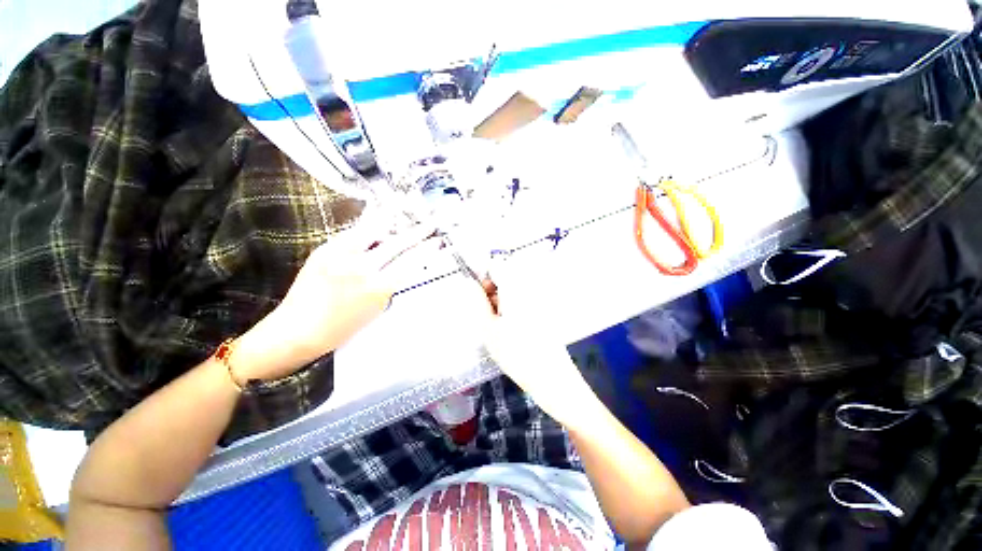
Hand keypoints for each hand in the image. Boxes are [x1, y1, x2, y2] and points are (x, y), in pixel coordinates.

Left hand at [234, 218, 435, 381]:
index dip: (427, 250)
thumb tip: (403, 265)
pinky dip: (369, 225)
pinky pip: (353, 232)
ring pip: (374, 230)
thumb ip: (391, 284)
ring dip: (393, 220)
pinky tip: (377, 216)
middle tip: (429, 224)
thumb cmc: (341, 328)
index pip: (411, 263)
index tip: (437, 242)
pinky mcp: (325, 249)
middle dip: (417, 232)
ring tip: (405, 209)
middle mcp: (361, 269)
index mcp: (377, 288)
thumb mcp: (376, 309)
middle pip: (397, 244)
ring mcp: (341, 256)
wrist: (298, 330)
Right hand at [476, 271, 596, 427]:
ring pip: (514, 289)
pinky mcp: (546, 309)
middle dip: (493, 291)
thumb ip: (477, 301)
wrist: (553, 379)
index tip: (478, 295)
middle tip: (488, 315)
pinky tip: (513, 328)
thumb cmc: (517, 354)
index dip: (483, 276)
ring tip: (500, 326)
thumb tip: (468, 283)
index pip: (496, 264)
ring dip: (503, 301)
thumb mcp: (489, 328)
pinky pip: (524, 299)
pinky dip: (514, 308)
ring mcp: (541, 297)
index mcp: (517, 287)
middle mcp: (531, 286)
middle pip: (506, 275)